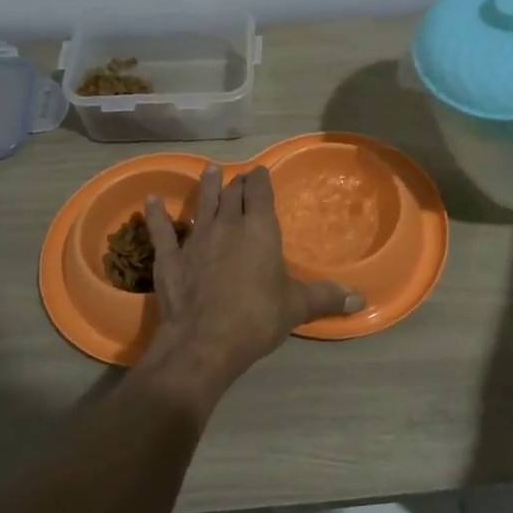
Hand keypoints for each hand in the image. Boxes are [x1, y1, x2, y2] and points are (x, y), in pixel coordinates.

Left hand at [143, 165, 361, 385]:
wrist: (204, 341)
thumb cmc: (256, 318)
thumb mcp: (296, 307)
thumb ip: (326, 298)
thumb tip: (361, 299)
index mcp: (260, 229)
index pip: (260, 193)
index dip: (260, 180)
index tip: (260, 172)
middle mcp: (227, 225)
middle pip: (232, 194)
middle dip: (237, 183)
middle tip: (239, 177)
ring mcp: (195, 239)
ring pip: (202, 204)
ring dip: (205, 187)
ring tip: (208, 171)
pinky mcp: (169, 257)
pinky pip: (161, 230)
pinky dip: (156, 215)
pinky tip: (150, 201)